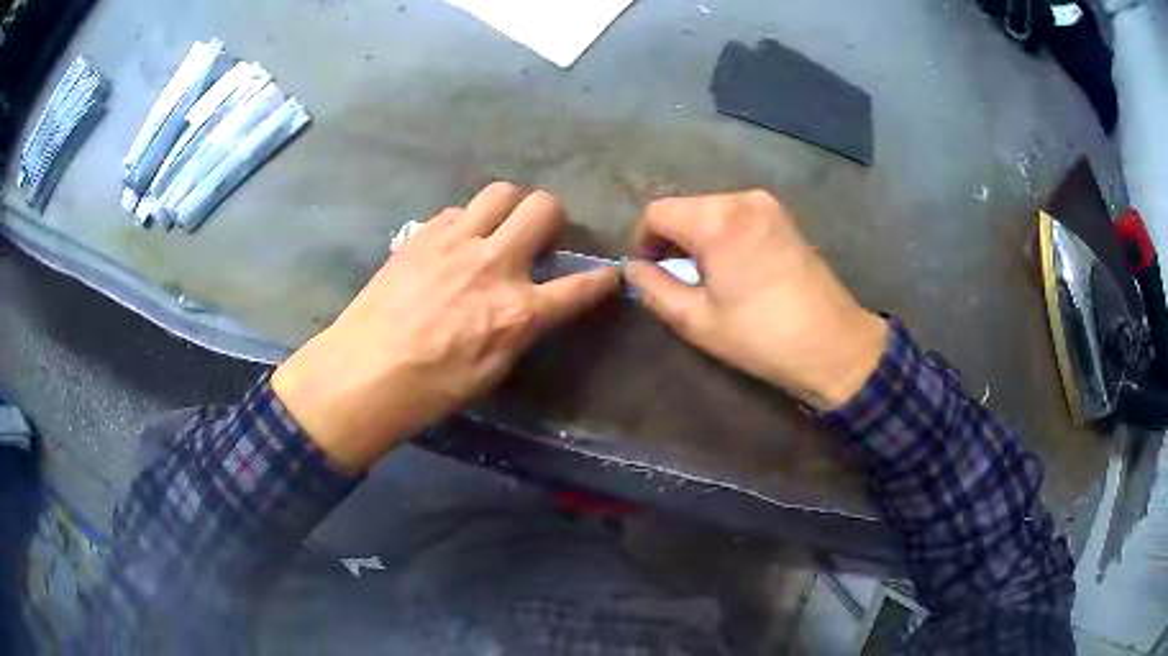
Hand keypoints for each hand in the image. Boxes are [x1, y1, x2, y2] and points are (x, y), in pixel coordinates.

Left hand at [272, 183, 619, 472]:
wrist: (366, 371)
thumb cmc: (432, 388)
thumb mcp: (492, 371)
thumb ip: (519, 330)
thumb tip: (529, 308)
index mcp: (518, 311)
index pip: (579, 288)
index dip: (601, 281)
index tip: (608, 275)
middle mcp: (494, 264)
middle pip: (543, 208)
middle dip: (553, 217)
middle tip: (540, 236)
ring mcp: (456, 242)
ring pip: (501, 192)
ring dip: (510, 207)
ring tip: (499, 228)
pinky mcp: (423, 235)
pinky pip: (457, 210)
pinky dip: (466, 222)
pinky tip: (454, 244)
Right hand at [625, 191, 886, 409]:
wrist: (834, 345)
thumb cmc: (761, 336)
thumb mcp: (697, 320)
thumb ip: (654, 288)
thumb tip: (633, 269)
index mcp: (715, 219)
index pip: (657, 213)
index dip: (642, 242)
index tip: (648, 274)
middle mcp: (741, 198)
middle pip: (686, 208)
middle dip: (672, 241)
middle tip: (677, 281)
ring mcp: (768, 205)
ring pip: (712, 211)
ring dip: (699, 238)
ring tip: (709, 279)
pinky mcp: (786, 218)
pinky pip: (739, 216)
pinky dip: (725, 235)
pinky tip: (737, 269)